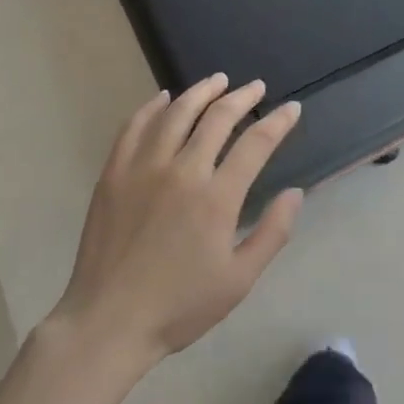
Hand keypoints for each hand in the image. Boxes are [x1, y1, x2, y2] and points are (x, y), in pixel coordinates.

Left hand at [51, 75, 303, 368]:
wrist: (108, 322)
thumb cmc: (179, 306)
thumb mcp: (239, 280)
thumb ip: (272, 233)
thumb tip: (295, 193)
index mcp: (216, 198)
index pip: (256, 143)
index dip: (278, 122)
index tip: (292, 108)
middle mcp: (182, 171)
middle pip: (217, 117)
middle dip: (242, 97)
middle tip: (255, 87)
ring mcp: (144, 168)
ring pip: (176, 113)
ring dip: (201, 92)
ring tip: (218, 81)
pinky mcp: (114, 173)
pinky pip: (135, 127)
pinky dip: (152, 107)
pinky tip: (163, 99)